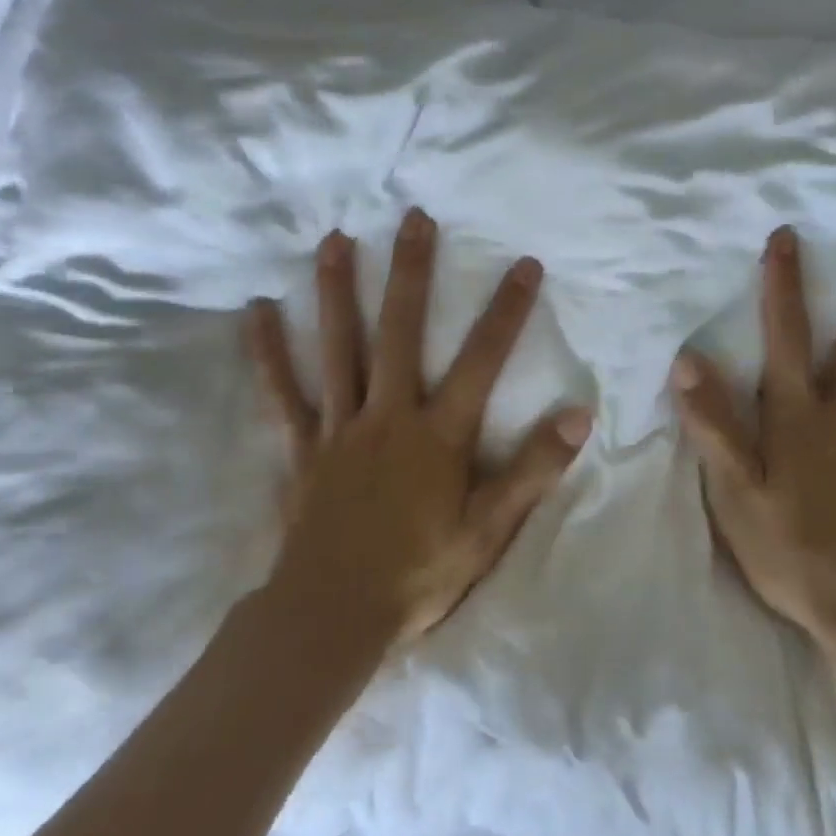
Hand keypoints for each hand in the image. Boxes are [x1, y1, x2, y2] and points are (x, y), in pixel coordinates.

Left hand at [246, 208, 591, 646]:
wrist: (332, 617)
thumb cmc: (418, 573)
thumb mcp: (489, 529)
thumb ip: (533, 469)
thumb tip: (580, 414)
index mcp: (438, 433)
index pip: (482, 359)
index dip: (507, 310)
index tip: (525, 264)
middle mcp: (388, 415)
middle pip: (400, 331)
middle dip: (411, 272)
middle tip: (413, 218)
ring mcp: (339, 426)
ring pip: (339, 346)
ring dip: (337, 290)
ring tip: (335, 239)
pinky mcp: (301, 446)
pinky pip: (282, 392)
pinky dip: (268, 351)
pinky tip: (256, 310)